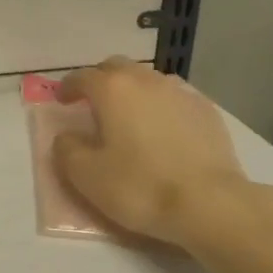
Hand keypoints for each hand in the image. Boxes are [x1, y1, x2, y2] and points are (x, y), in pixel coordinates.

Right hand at [51, 58, 265, 252]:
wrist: (210, 204)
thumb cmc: (140, 187)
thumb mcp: (86, 176)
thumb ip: (66, 149)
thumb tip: (67, 136)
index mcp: (112, 90)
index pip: (82, 77)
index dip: (68, 87)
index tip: (62, 101)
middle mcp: (145, 81)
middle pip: (116, 68)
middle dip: (101, 80)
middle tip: (94, 103)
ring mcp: (180, 93)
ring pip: (148, 80)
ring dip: (133, 91)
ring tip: (130, 116)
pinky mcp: (207, 111)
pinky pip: (174, 98)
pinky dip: (161, 106)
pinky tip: (163, 130)